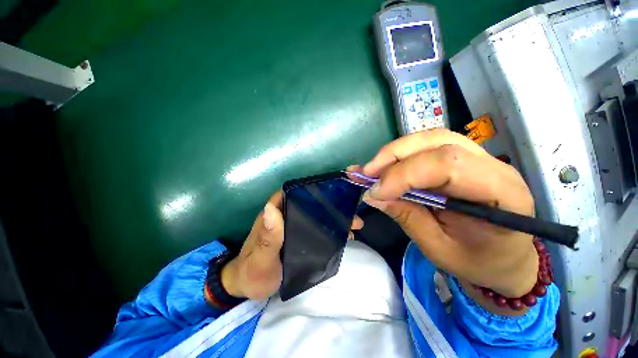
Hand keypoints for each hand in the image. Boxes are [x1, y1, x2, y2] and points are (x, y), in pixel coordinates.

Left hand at [219, 191, 363, 300]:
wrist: (249, 288)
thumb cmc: (253, 273)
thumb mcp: (261, 259)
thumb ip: (268, 237)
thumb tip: (272, 208)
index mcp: (274, 214)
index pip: (294, 193)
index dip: (313, 190)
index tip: (335, 192)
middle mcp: (284, 215)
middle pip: (310, 204)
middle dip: (331, 207)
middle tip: (352, 214)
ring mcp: (292, 226)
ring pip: (315, 216)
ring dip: (333, 218)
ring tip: (354, 225)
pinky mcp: (297, 237)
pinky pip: (316, 228)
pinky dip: (329, 229)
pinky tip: (342, 235)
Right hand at [357, 129, 537, 305]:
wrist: (503, 257)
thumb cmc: (477, 261)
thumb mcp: (438, 248)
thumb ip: (407, 217)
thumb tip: (373, 196)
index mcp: (501, 193)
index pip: (447, 165)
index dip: (404, 175)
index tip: (375, 192)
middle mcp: (492, 165)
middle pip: (436, 142)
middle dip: (393, 156)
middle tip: (366, 174)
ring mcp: (477, 157)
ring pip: (429, 139)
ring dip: (394, 152)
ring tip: (372, 169)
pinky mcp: (461, 158)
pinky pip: (426, 146)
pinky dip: (400, 154)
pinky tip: (385, 166)